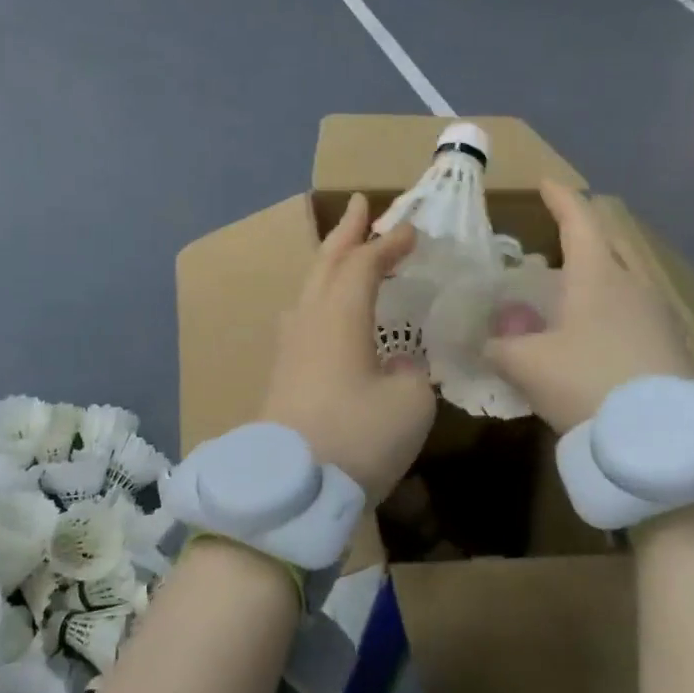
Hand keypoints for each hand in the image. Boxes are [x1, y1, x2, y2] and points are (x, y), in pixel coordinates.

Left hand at [260, 194, 436, 499]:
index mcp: (340, 315)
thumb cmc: (357, 436)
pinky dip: (320, 297)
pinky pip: (303, 317)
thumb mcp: (409, 403)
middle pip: (325, 262)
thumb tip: (397, 365)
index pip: (364, 264)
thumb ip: (410, 373)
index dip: (388, 243)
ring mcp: (289, 347)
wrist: (289, 487)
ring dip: (329, 262)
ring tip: (342, 251)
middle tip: (359, 205)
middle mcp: (309, 320)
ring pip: (309, 288)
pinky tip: (323, 313)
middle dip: (345, 231)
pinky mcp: (282, 374)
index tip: (411, 229)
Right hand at [483, 181, 693, 433]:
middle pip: (607, 245)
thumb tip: (486, 340)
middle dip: (581, 235)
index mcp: (598, 275)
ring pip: (621, 279)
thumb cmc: (586, 381)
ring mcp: (657, 315)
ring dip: (594, 276)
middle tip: (554, 239)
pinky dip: (607, 308)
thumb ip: (499, 346)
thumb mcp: (526, 364)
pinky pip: (631, 310)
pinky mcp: (669, 346)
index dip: (560, 198)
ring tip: (566, 292)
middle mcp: (632, 285)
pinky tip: (590, 334)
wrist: (663, 440)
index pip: (579, 220)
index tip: (547, 182)